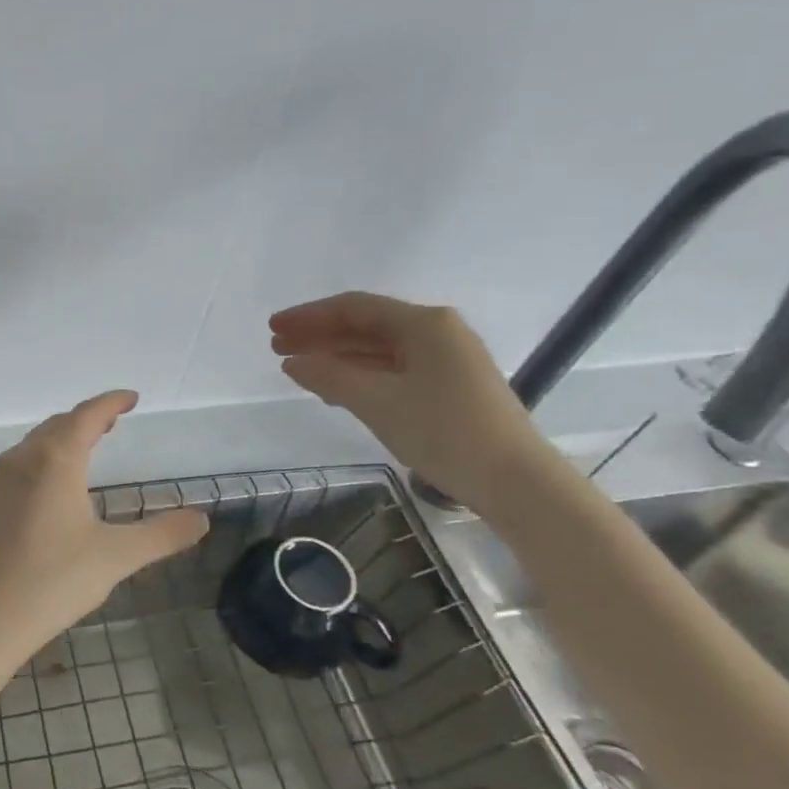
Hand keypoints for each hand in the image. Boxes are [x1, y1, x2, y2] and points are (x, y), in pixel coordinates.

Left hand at [0, 390, 208, 664]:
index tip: (131, 398)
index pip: (86, 416)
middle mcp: (24, 459)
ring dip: (64, 435)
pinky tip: (55, 481)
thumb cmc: (53, 581)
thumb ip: (162, 535)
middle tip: (114, 420)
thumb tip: (202, 519)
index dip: (110, 402)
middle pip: (59, 424)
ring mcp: (0, 480)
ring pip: (37, 442)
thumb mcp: (116, 557)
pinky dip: (46, 455)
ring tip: (89, 443)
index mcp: (55, 460)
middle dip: (88, 417)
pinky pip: (22, 462)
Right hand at [270, 292, 548, 506]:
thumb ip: (330, 376)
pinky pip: (393, 370)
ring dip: (337, 357)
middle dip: (320, 335)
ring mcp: (446, 361)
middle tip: (277, 348)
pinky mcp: (449, 387)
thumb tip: (293, 362)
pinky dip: (360, 375)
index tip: (274, 328)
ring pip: (379, 350)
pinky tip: (335, 389)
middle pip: (366, 326)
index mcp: (424, 324)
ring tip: (299, 368)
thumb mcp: (378, 402)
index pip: (354, 308)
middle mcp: (437, 333)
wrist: (515, 481)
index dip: (309, 316)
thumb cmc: (444, 431)